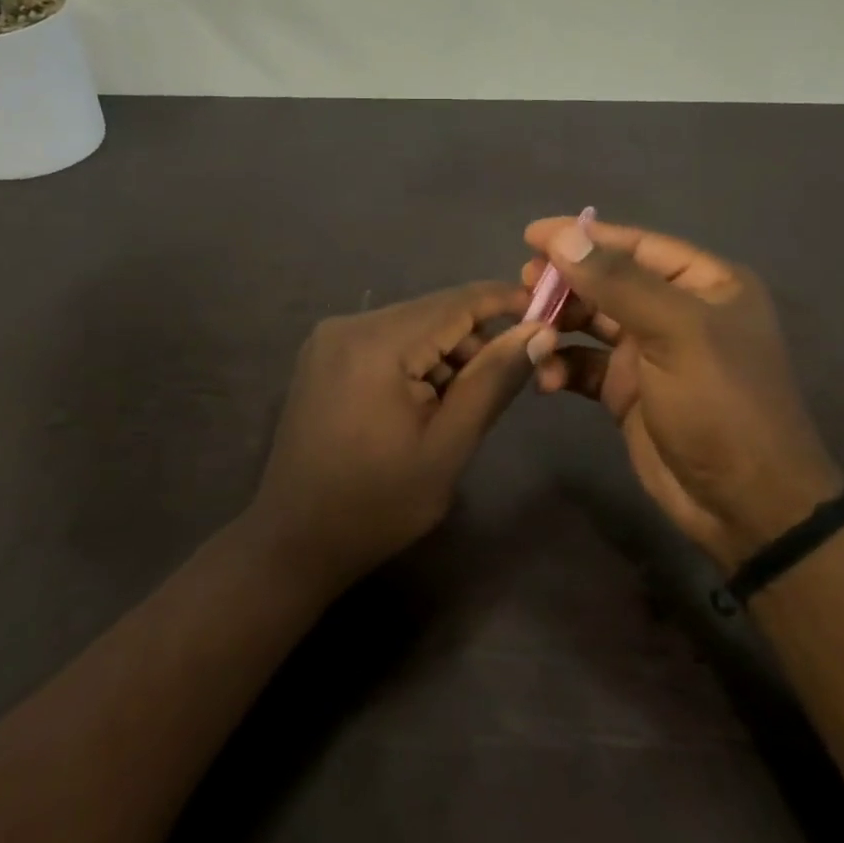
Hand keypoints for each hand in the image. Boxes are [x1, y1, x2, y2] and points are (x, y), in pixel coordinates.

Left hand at [248, 282, 542, 595]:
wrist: (294, 541)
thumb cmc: (378, 503)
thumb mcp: (448, 445)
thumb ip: (494, 380)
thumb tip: (540, 331)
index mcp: (377, 343)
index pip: (457, 302)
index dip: (506, 301)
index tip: (549, 313)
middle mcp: (348, 324)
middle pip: (432, 313)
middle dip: (473, 342)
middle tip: (502, 386)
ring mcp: (329, 339)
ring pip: (411, 327)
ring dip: (444, 356)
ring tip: (454, 410)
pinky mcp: (323, 357)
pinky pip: (385, 342)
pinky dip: (414, 363)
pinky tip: (422, 405)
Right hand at [521, 217, 843, 570]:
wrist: (744, 504)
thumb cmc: (721, 405)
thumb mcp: (676, 333)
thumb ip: (619, 283)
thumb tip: (565, 236)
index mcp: (704, 284)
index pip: (636, 245)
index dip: (583, 236)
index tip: (531, 235)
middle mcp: (676, 311)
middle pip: (608, 281)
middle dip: (566, 283)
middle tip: (524, 286)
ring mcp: (650, 352)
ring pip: (591, 321)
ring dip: (558, 324)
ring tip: (528, 330)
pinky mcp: (627, 390)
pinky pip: (585, 364)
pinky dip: (562, 365)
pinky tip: (546, 378)